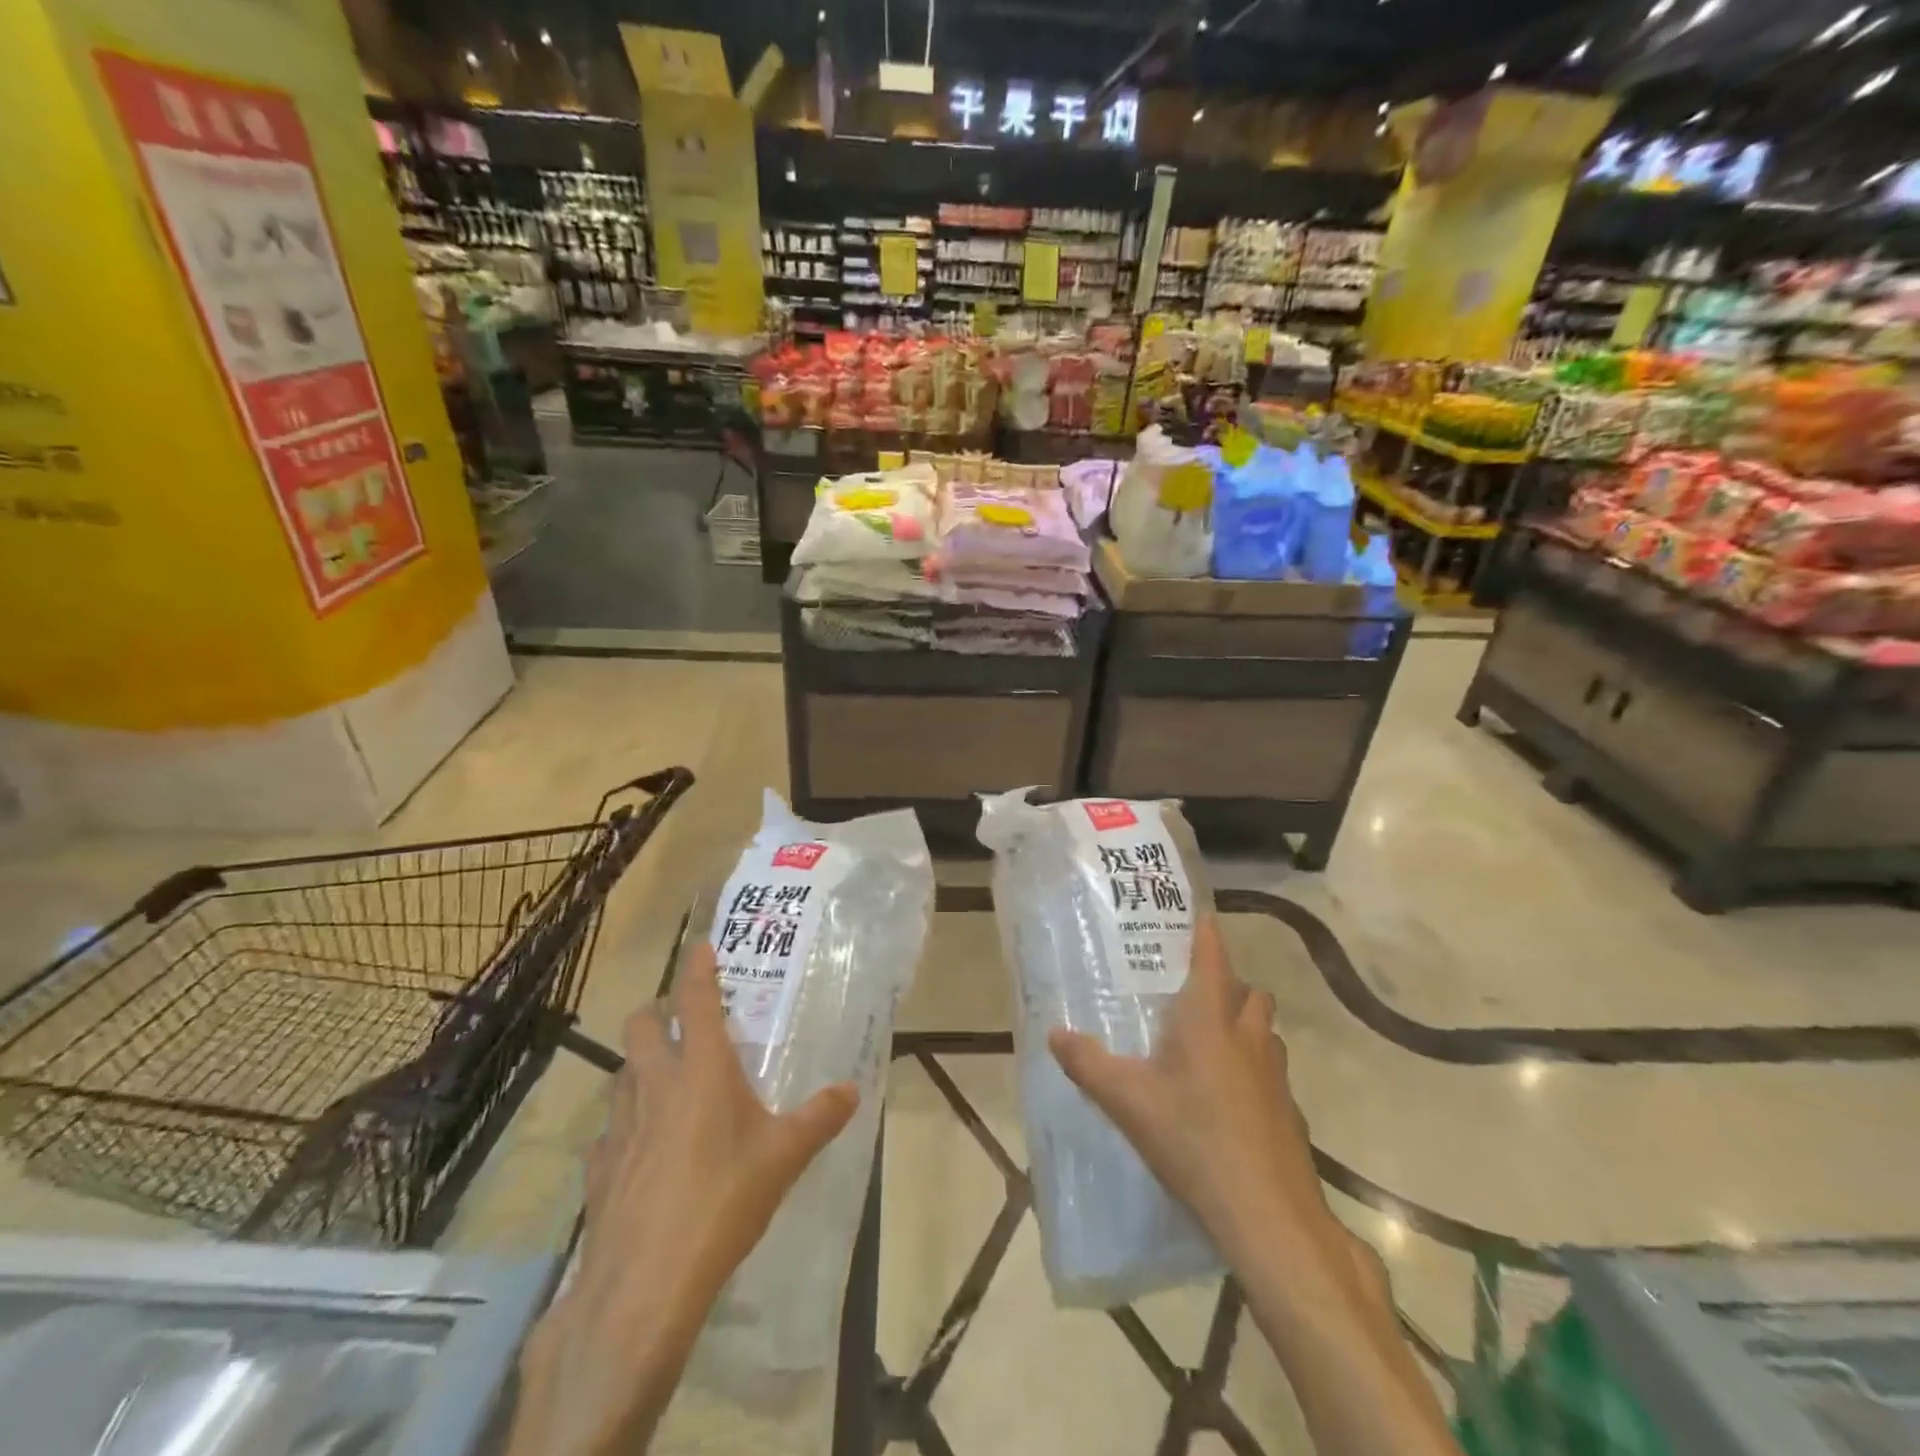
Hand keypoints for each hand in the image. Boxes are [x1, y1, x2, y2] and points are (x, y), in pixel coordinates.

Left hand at [506, 944, 857, 1455]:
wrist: (646, 1283)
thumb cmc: (724, 1199)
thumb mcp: (785, 1156)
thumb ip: (820, 1117)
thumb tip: (853, 1091)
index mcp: (702, 1068)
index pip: (695, 999)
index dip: (697, 967)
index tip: (700, 945)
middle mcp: (656, 1084)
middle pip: (641, 1024)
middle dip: (657, 1012)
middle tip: (682, 1024)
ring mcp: (620, 1126)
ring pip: (620, 1073)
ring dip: (639, 1066)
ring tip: (664, 1084)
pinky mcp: (599, 1169)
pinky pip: (607, 1132)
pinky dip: (623, 1128)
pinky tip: (640, 1152)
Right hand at [1047, 917, 1328, 1265]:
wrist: (1267, 1213)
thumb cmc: (1192, 1138)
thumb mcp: (1126, 1101)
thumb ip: (1087, 1063)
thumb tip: (1053, 1033)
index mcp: (1208, 1019)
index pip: (1213, 957)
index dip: (1206, 934)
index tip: (1199, 917)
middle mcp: (1248, 1035)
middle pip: (1250, 991)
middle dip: (1229, 984)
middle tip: (1196, 995)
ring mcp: (1276, 1074)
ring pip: (1265, 1030)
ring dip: (1245, 1026)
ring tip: (1212, 1044)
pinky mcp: (1290, 1111)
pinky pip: (1272, 1071)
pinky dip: (1255, 1070)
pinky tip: (1229, 1100)